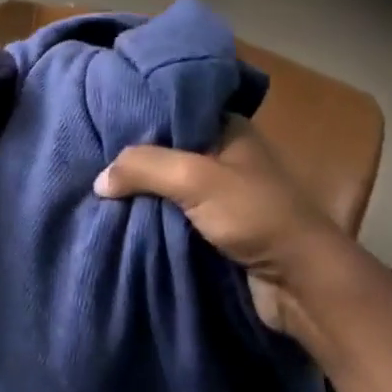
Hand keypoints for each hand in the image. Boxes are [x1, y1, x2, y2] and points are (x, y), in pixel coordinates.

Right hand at [95, 117, 373, 342]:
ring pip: (167, 184)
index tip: (100, 117)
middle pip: (166, 148)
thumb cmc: (255, 215)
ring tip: (96, 187)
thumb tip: (99, 180)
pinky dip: (150, 215)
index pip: (174, 108)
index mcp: (228, 127)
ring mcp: (220, 192)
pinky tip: (120, 214)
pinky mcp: (216, 226)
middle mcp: (223, 154)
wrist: (301, 283)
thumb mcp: (195, 178)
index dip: (139, 112)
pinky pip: (172, 213)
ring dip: (140, 191)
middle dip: (133, 157)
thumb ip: (144, 167)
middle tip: (90, 156)